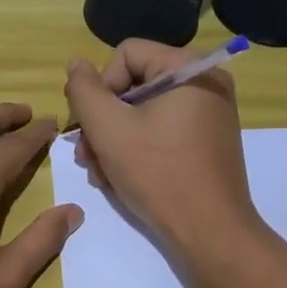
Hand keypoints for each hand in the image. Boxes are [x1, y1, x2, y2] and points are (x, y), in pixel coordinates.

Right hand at [64, 40, 259, 267]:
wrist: (210, 233)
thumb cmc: (158, 174)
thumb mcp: (109, 129)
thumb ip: (84, 91)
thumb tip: (76, 63)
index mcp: (189, 70)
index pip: (126, 54)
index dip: (100, 86)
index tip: (89, 125)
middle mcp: (205, 84)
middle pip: (134, 84)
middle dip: (103, 120)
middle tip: (85, 155)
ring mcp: (209, 115)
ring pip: (144, 112)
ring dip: (113, 139)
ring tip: (98, 172)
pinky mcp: (207, 143)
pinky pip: (162, 131)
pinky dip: (137, 149)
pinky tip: (118, 178)